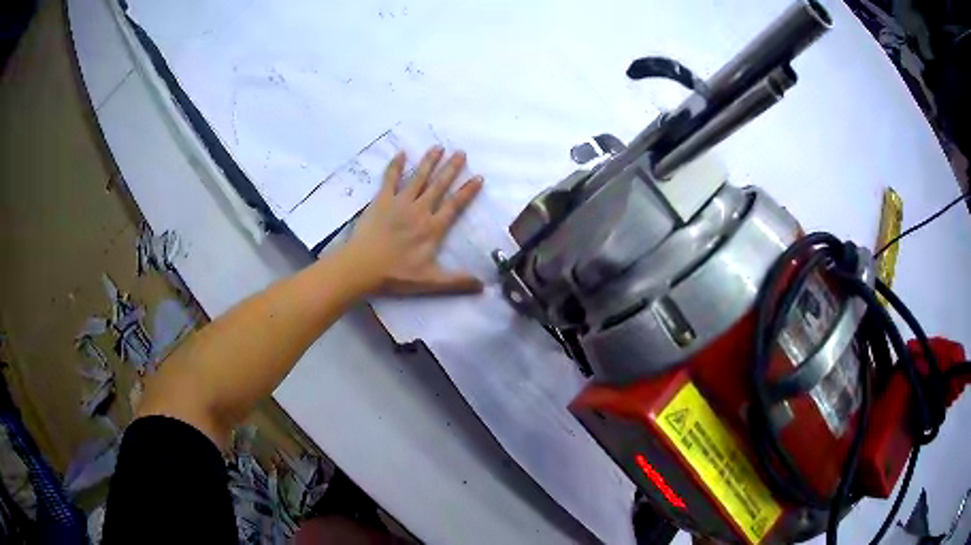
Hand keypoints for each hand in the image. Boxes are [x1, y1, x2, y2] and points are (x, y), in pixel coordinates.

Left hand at [345, 146, 483, 295]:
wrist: (363, 267)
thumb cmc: (396, 274)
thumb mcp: (431, 282)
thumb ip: (457, 282)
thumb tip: (483, 286)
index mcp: (433, 228)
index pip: (455, 205)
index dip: (468, 191)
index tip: (478, 177)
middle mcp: (420, 210)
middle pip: (439, 185)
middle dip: (451, 168)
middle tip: (461, 152)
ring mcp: (400, 202)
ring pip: (419, 177)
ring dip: (429, 161)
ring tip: (438, 147)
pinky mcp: (381, 200)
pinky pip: (390, 179)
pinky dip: (396, 165)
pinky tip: (401, 153)